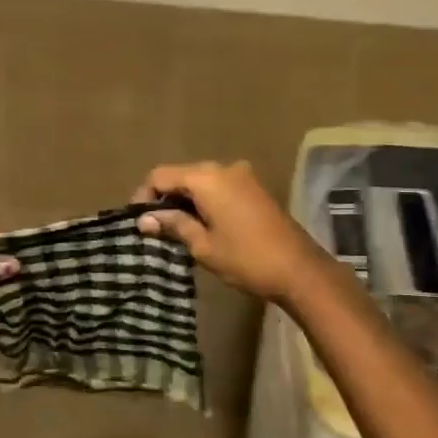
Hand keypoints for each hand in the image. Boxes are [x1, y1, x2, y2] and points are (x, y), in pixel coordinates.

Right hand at [133, 161, 329, 304]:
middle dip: (165, 198)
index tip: (137, 222)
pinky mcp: (255, 188)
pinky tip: (202, 225)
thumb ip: (173, 225)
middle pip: (182, 175)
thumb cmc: (245, 258)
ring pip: (201, 181)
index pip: (161, 175)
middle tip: (154, 228)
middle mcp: (224, 168)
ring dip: (186, 201)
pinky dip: (205, 201)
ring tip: (175, 230)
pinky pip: (220, 187)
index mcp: (207, 177)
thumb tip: (144, 220)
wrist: (299, 269)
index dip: (144, 196)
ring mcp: (243, 176)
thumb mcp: (203, 245)